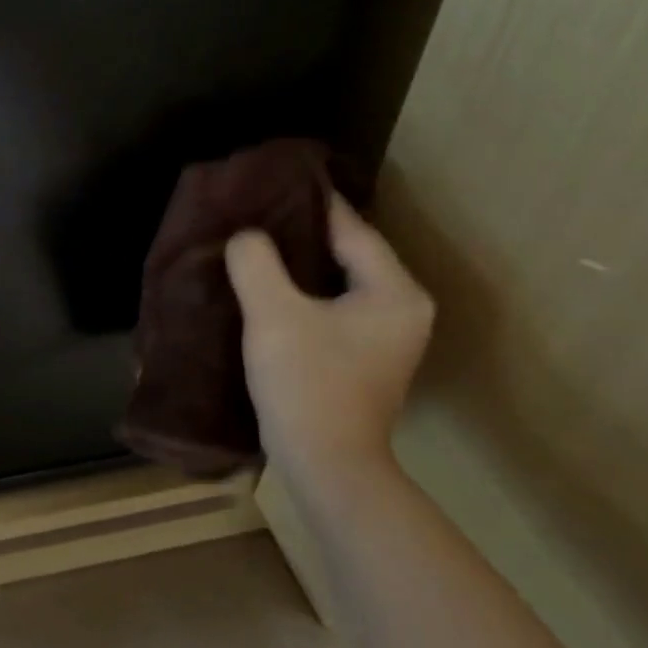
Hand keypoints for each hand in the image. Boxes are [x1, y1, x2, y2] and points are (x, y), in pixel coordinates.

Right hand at [224, 195, 432, 491]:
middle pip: (346, 252)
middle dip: (300, 233)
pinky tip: (266, 287)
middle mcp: (401, 307)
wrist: (325, 463)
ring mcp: (384, 335)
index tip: (268, 184)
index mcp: (394, 291)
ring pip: (336, 280)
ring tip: (253, 245)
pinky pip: (330, 305)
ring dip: (298, 265)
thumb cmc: (307, 383)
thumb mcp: (274, 314)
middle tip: (253, 214)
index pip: (351, 229)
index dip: (308, 205)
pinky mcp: (362, 355)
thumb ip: (256, 262)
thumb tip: (246, 236)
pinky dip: (301, 292)